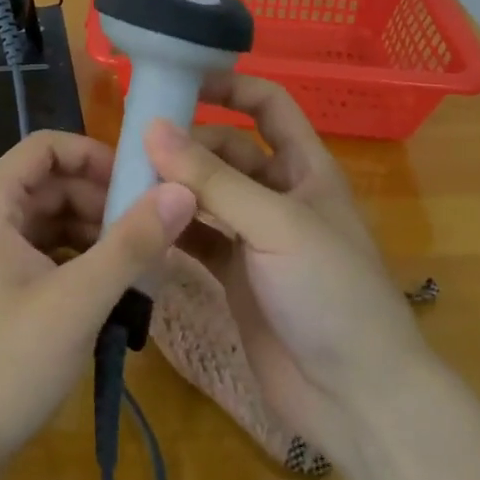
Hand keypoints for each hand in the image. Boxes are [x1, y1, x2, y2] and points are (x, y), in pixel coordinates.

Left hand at [0, 130, 196, 478]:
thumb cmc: (5, 365)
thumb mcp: (78, 301)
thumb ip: (132, 243)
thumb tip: (182, 191)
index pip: (47, 147)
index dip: (96, 155)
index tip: (142, 183)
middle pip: (52, 183)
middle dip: (103, 200)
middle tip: (154, 229)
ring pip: (51, 219)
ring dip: (96, 232)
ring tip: (143, 260)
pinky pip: (44, 252)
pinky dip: (79, 260)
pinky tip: (113, 287)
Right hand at [145, 75, 425, 461]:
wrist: (356, 399)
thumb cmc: (330, 292)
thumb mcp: (275, 225)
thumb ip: (212, 179)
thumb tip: (152, 127)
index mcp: (305, 169)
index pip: (268, 106)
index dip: (230, 87)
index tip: (179, 80)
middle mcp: (279, 195)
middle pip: (227, 151)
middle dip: (187, 143)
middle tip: (132, 140)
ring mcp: (255, 237)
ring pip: (206, 194)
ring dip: (173, 185)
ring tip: (124, 178)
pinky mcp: (235, 275)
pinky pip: (196, 237)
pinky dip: (170, 227)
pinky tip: (136, 222)